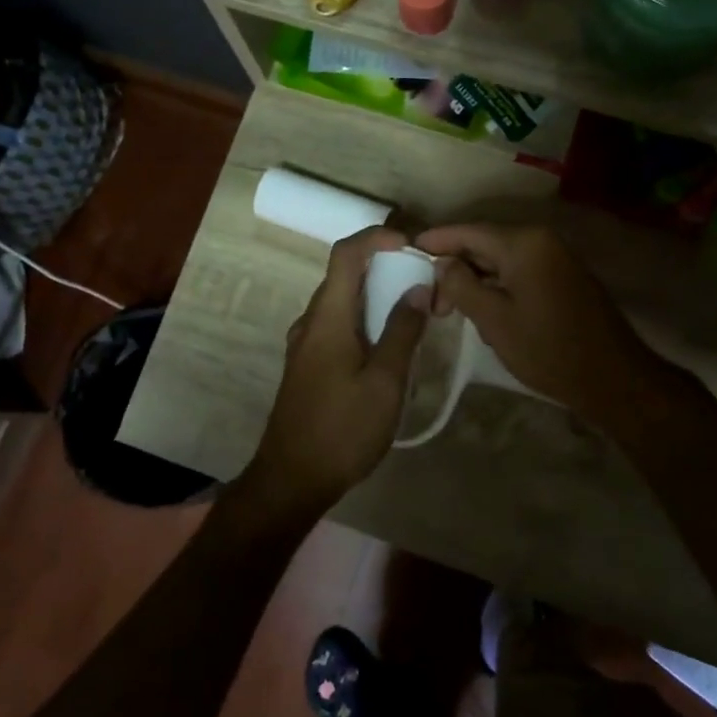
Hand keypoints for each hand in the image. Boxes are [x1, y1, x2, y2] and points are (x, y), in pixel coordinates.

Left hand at [241, 227, 428, 515]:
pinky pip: (338, 326)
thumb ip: (402, 332)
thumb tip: (417, 288)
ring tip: (414, 310)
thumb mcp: (384, 382)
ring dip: (376, 295)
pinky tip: (389, 345)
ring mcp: (306, 345)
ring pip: (343, 302)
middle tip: (424, 279)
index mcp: (328, 318)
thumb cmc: (342, 430)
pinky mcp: (308, 366)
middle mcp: (311, 322)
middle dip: (384, 266)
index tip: (411, 244)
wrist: (291, 479)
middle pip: (345, 275)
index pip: (346, 254)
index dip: (377, 237)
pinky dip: (365, 320)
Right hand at [415, 223, 661, 426]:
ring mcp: (556, 258)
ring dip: (475, 279)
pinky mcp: (563, 278)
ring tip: (450, 308)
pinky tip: (483, 310)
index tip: (409, 250)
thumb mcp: (494, 319)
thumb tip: (442, 264)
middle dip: (455, 266)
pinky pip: (520, 272)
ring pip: (502, 260)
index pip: (469, 231)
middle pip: (486, 243)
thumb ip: (461, 285)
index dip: (437, 240)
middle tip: (429, 297)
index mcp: (524, 243)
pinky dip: (497, 286)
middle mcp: (541, 241)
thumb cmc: (547, 348)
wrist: (611, 378)